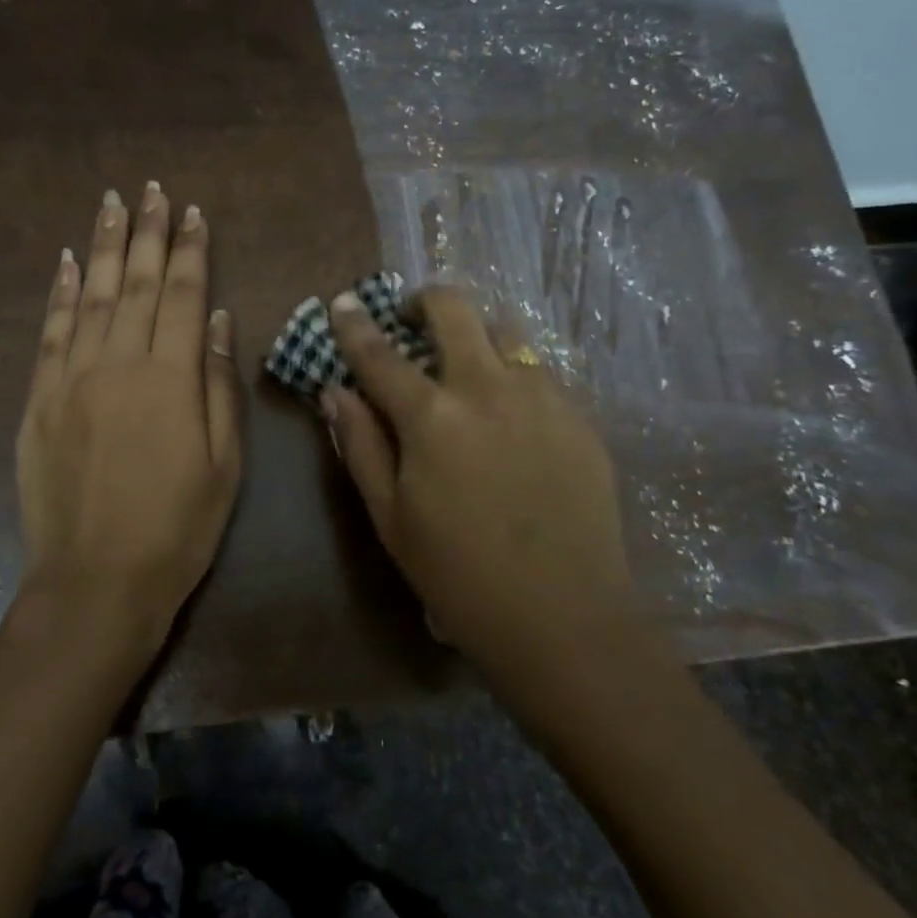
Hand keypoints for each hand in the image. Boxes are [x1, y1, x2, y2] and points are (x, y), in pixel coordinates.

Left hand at [15, 182, 242, 665]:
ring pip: (93, 297)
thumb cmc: (177, 529)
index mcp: (172, 379)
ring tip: (111, 204)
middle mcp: (120, 364)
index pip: (183, 296)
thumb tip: (219, 321)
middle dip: (147, 232)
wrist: (97, 581)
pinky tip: (69, 263)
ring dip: (105, 247)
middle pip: (137, 284)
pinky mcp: (39, 401)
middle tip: (150, 190)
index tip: (192, 212)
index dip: (190, 251)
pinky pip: (51, 333)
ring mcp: (72, 379)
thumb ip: (219, 386)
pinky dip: (61, 293)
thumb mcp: (224, 464)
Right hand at [323, 286, 634, 671]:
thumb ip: (361, 446)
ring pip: (506, 332)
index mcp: (432, 417)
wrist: (563, 615)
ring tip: (466, 368)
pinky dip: (513, 374)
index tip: (343, 302)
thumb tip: (336, 392)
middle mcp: (488, 388)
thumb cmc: (458, 575)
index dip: (355, 324)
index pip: (380, 354)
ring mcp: (543, 398)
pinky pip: (540, 373)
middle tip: (413, 321)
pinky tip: (511, 414)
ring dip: (476, 336)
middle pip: (455, 310)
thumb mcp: (391, 518)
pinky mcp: (580, 418)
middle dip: (426, 301)